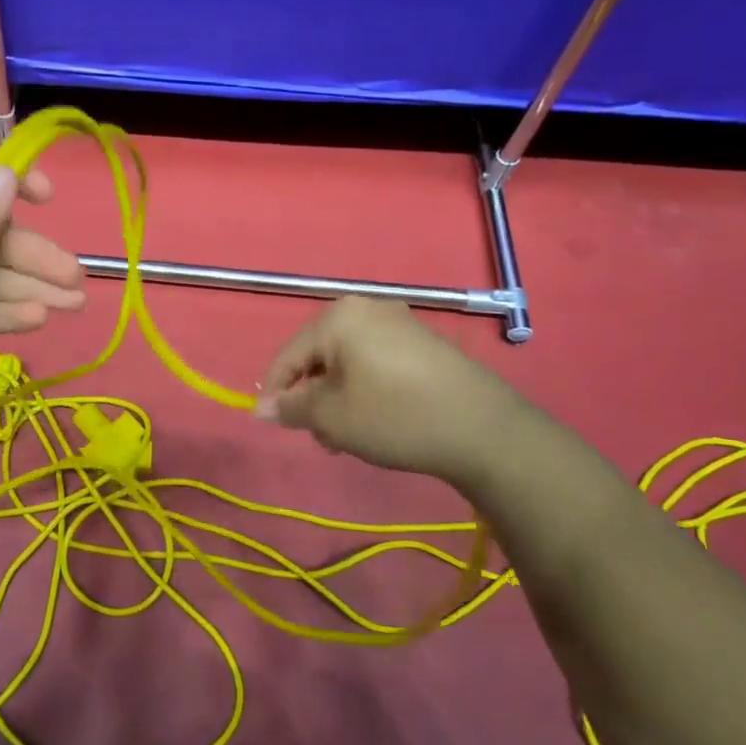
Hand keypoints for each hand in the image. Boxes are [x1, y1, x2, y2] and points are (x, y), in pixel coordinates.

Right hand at [254, 297, 522, 488]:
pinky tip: (378, 419)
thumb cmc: (395, 417)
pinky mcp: (422, 342)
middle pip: (318, 356)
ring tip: (350, 435)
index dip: (276, 392)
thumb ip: (291, 408)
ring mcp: (399, 322)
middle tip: (323, 436)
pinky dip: (365, 388)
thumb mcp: (333, 417)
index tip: (275, 426)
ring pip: (347, 361)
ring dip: (338, 397)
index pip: (288, 356)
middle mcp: (366, 308)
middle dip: (313, 397)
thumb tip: (261, 407)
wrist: (484, 429)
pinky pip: (375, 361)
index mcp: (337, 318)